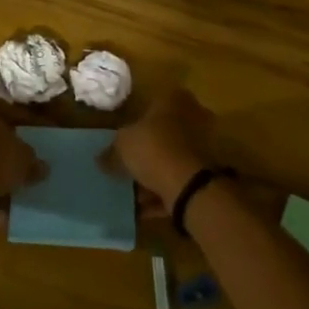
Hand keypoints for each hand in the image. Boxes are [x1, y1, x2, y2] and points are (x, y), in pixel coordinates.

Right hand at [112, 88, 213, 213]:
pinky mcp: (206, 173)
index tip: (125, 135)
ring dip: (154, 174)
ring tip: (133, 191)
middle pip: (164, 132)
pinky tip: (143, 208)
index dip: (138, 119)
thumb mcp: (121, 146)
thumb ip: (110, 152)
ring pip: (172, 158)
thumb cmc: (153, 149)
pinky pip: (178, 181)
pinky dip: (162, 193)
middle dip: (147, 149)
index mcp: (173, 101)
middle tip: (128, 164)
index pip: (155, 101)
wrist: (189, 184)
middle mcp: (193, 118)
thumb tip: (101, 158)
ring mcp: (202, 146)